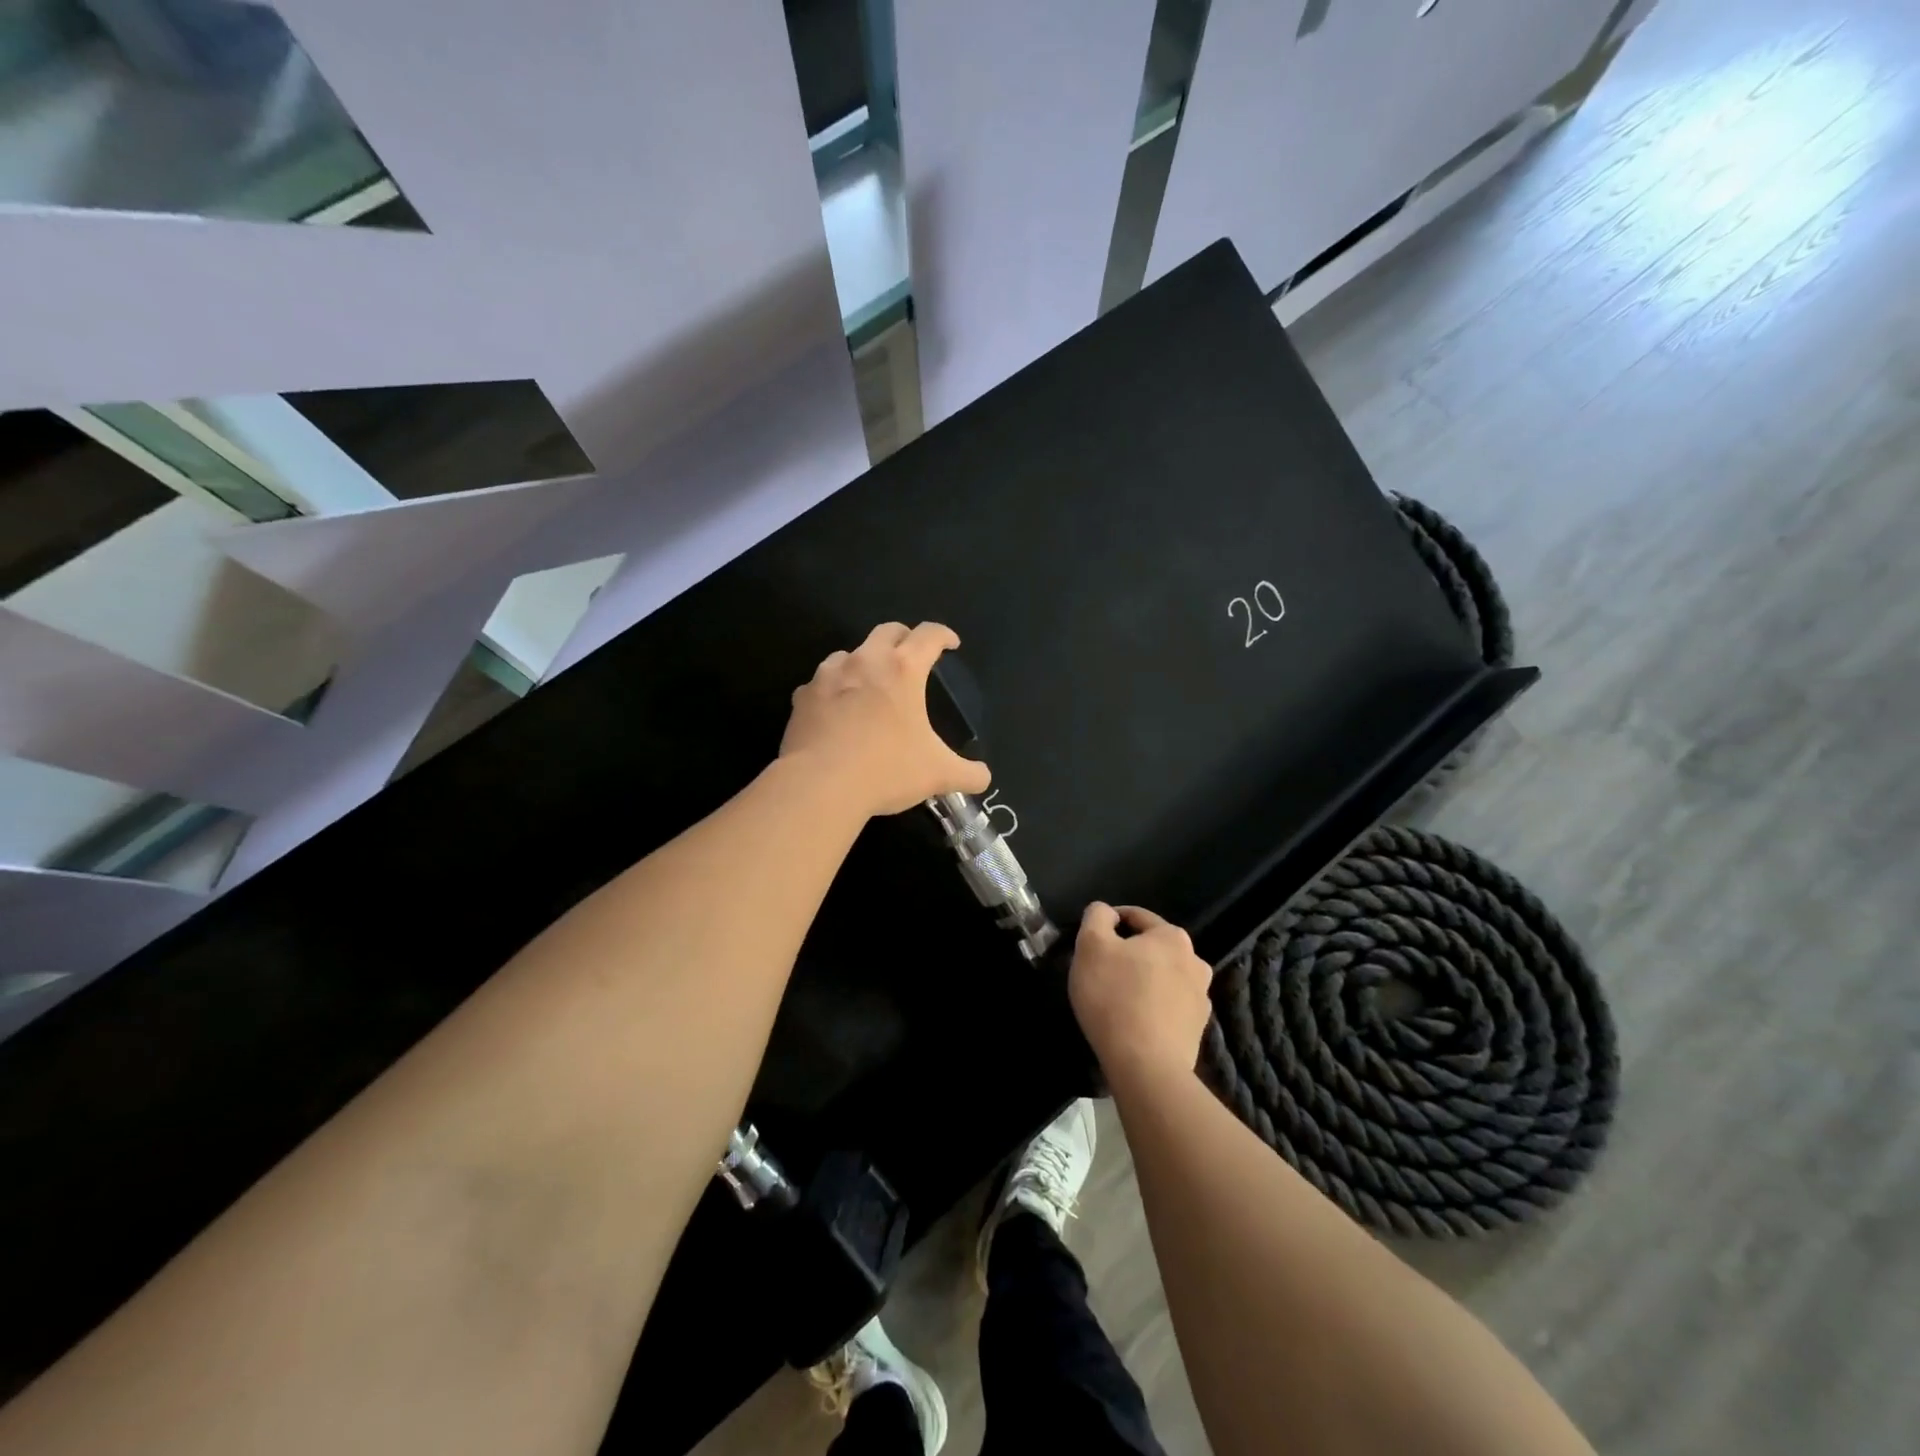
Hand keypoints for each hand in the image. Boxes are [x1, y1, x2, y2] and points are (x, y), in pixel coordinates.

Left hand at [781, 621, 992, 815]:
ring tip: (871, 684)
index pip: (929, 635)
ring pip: (849, 653)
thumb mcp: (938, 775)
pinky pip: (821, 683)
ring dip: (864, 661)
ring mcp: (828, 676)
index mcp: (903, 670)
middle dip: (904, 638)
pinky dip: (833, 689)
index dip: (944, 635)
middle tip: (912, 656)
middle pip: (887, 631)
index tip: (951, 644)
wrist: (820, 785)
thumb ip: (967, 773)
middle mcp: (865, 661)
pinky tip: (837, 711)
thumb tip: (983, 777)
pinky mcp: (803, 696)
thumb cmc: (886, 770)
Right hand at [1070, 904, 1213, 1084]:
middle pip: (1152, 948)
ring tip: (1117, 998)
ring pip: (1163, 977)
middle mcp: (1195, 961)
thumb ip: (1096, 917)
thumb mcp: (1091, 945)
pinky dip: (1153, 1006)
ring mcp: (1202, 997)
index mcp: (1172, 936)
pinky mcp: (1198, 1029)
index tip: (1090, 942)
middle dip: (1128, 954)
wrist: (1146, 1065)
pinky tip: (1134, 1021)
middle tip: (1101, 971)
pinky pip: (1169, 1006)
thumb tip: (1106, 912)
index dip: (1109, 923)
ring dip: (1143, 980)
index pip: (1136, 917)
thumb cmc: (1114, 996)